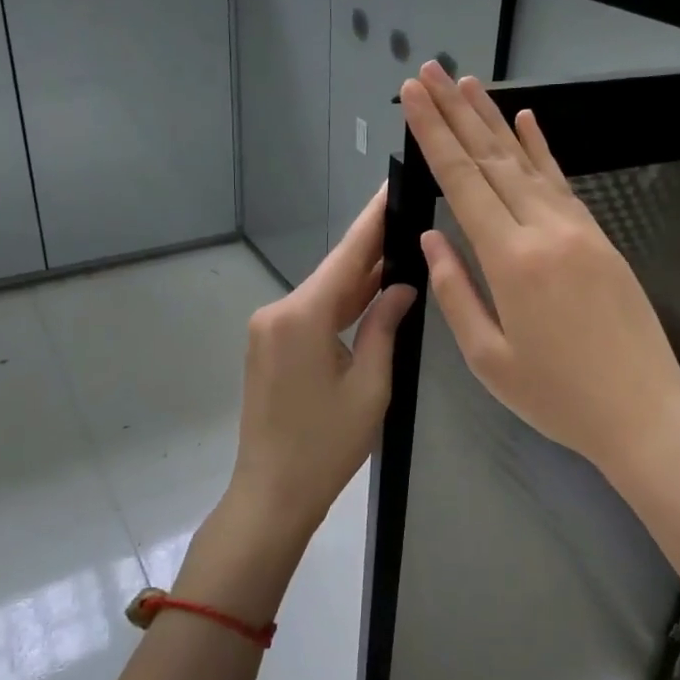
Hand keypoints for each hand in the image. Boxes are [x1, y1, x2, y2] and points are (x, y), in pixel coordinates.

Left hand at [226, 187, 416, 537]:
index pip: (347, 256)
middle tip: (410, 219)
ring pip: (324, 295)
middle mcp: (278, 312)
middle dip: (373, 250)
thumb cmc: (326, 445)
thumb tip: (402, 286)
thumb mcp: (370, 385)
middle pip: (335, 273)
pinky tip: (372, 295)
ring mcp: (269, 330)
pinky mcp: (269, 347)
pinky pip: (312, 315)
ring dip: (360, 281)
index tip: (391, 185)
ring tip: (401, 253)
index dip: (373, 220)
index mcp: (302, 316)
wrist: (272, 494)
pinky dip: (342, 307)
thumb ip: (384, 326)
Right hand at [398, 61, 679, 488]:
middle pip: (492, 159)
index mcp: (511, 261)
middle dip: (456, 112)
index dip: (434, 135)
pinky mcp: (600, 238)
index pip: (463, 182)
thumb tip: (431, 239)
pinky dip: (542, 149)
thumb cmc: (558, 397)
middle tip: (428, 72)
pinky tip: (527, 121)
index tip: (413, 96)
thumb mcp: (489, 359)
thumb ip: (456, 292)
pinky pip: (562, 183)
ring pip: (527, 163)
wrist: (645, 413)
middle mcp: (545, 231)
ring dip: (494, 120)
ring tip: (468, 83)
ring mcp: (578, 230)